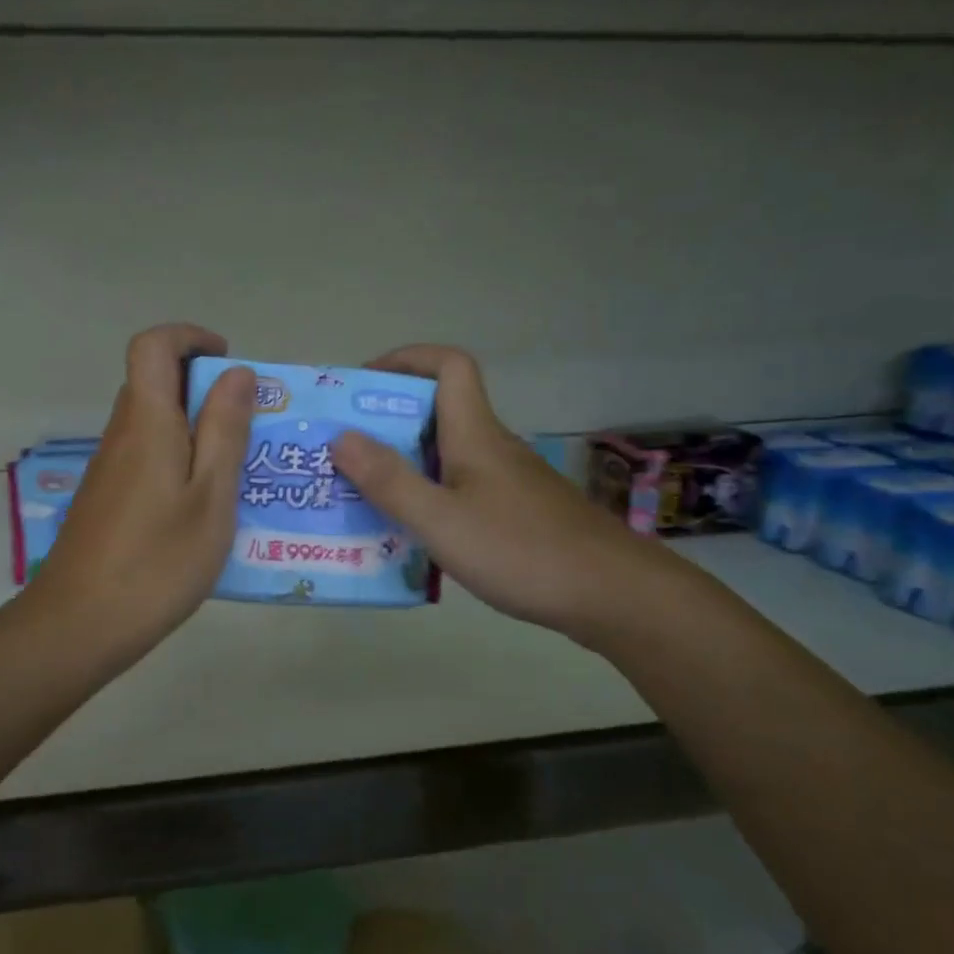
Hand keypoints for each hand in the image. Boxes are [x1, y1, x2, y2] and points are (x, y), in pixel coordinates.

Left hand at [19, 323, 253, 667]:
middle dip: (203, 388)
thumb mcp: (211, 496)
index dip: (189, 338)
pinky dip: (179, 460)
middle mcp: (122, 435)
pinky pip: (147, 456)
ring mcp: (110, 469)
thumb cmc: (158, 561)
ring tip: (239, 468)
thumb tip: (237, 373)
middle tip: (250, 425)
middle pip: (154, 383)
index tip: (229, 363)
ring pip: (153, 424)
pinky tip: (204, 506)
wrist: (81, 624)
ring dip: (195, 428)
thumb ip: (225, 430)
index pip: (153, 346)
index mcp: (147, 422)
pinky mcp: (107, 499)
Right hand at [329, 345, 671, 644]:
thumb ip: (390, 481)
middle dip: (388, 422)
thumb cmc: (521, 551)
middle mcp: (493, 447)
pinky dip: (431, 496)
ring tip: (364, 496)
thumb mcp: (441, 521)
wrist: (611, 594)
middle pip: (439, 411)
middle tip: (345, 453)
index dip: (407, 359)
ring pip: (448, 454)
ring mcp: (509, 481)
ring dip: (406, 464)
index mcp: (475, 435)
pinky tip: (414, 534)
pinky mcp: (518, 512)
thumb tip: (342, 436)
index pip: (450, 365)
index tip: (363, 385)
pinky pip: (462, 487)